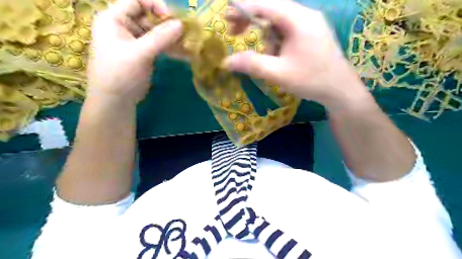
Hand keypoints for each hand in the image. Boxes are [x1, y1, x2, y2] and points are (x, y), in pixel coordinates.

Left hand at [89, 0, 182, 103]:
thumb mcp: (140, 54)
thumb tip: (181, 24)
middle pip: (148, 16)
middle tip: (184, 34)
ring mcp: (134, 41)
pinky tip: (182, 53)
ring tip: (187, 44)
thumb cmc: (121, 74)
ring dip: (171, 37)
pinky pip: (158, 45)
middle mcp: (123, 26)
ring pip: (155, 32)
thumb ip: (160, 37)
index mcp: (114, 19)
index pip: (136, 0)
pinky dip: (169, 48)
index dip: (155, 5)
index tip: (172, 20)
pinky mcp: (143, 53)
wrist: (116, 100)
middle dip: (167, 24)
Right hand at [224, 0, 368, 108]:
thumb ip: (252, 65)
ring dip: (267, 37)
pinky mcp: (313, 32)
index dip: (242, 10)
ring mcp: (311, 22)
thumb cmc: (311, 80)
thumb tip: (226, 62)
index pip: (265, 5)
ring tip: (270, 58)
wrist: (340, 90)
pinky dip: (277, 41)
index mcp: (298, 20)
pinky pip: (288, 30)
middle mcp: (306, 15)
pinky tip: (280, 56)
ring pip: (279, 22)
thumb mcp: (278, 74)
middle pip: (272, 10)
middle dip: (252, 21)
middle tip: (236, 34)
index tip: (226, 19)